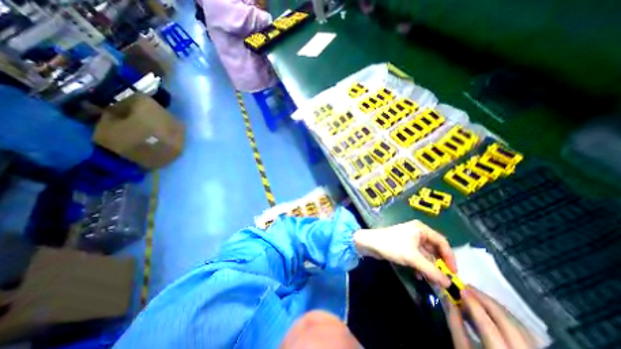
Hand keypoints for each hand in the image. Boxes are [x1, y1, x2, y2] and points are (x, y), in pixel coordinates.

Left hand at [354, 221, 453, 285]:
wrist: (370, 243)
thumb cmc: (392, 245)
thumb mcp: (413, 258)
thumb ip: (431, 270)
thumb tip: (449, 284)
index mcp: (421, 229)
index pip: (442, 242)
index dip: (449, 257)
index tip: (453, 273)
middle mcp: (417, 232)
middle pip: (434, 249)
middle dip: (438, 264)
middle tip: (443, 280)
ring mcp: (410, 240)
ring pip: (425, 255)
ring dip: (428, 267)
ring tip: (431, 281)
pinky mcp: (404, 246)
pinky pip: (417, 257)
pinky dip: (419, 266)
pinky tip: (419, 276)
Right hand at [446, 288, 539, 348]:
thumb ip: (455, 324)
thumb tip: (448, 298)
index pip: (488, 326)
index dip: (474, 305)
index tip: (460, 289)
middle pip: (508, 324)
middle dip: (486, 301)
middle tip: (467, 288)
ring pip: (520, 326)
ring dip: (496, 306)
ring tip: (476, 296)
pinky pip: (524, 332)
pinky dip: (506, 316)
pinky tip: (491, 310)